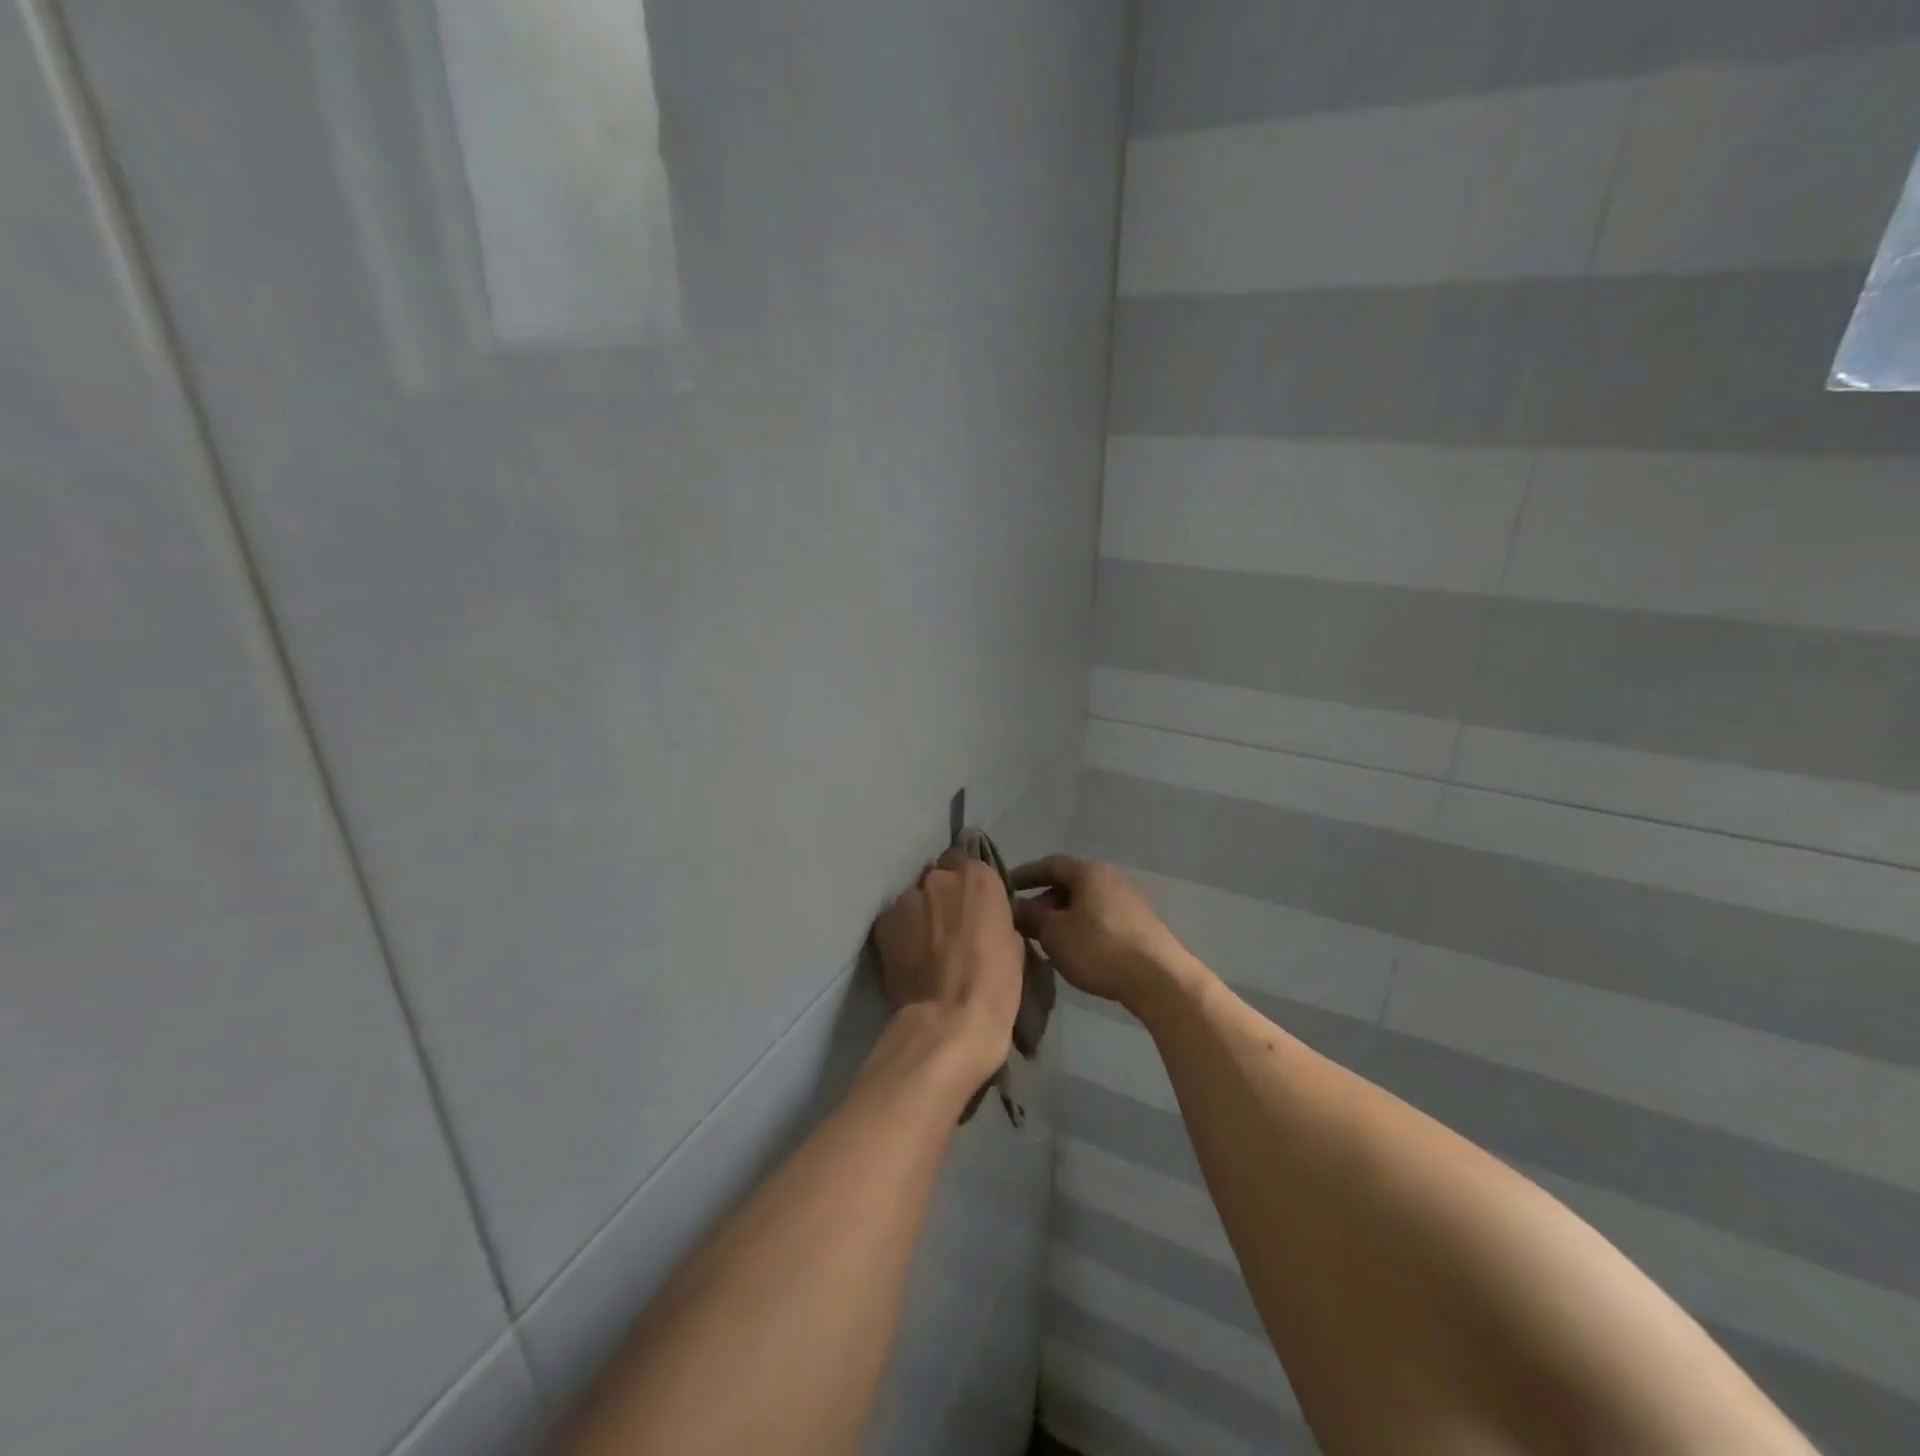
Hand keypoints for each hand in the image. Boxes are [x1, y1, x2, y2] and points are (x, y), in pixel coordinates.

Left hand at [871, 847, 1023, 1085]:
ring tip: (925, 946)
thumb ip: (993, 917)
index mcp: (979, 878)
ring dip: (920, 914)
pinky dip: (901, 933)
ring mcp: (908, 898)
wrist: (950, 1019)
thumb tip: (980, 919)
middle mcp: (941, 878)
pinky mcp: (884, 922)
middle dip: (942, 896)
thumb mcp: (1012, 943)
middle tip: (948, 927)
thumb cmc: (995, 984)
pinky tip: (908, 957)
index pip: (968, 863)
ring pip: (914, 898)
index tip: (970, 906)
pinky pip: (895, 920)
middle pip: (939, 877)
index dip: (968, 886)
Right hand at [1010, 855, 1194, 1012]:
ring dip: (1062, 917)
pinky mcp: (1139, 925)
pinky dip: (1081, 928)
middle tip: (1023, 921)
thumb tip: (1015, 908)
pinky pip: (1100, 919)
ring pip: (1085, 903)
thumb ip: (1030, 917)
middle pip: (1068, 884)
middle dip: (1042, 901)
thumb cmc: (1099, 948)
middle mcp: (1110, 878)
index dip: (1024, 875)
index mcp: (1088, 872)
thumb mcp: (1054, 933)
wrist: (1159, 979)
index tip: (1004, 888)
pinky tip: (1073, 950)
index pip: (1049, 864)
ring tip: (1045, 939)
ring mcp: (1128, 901)